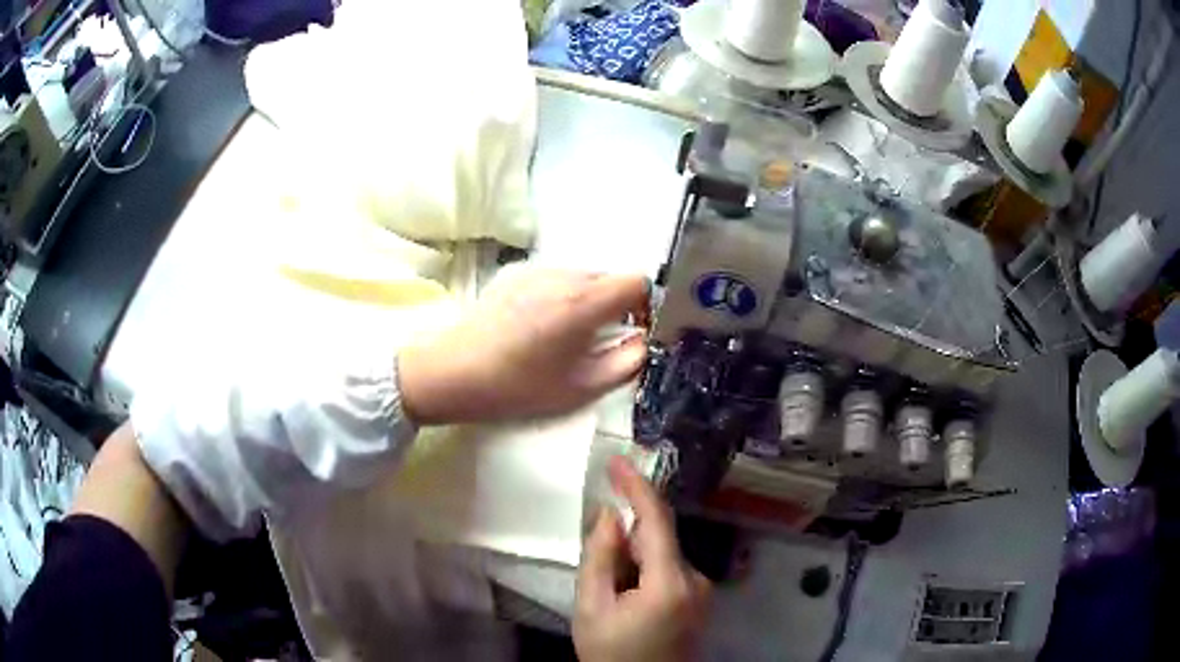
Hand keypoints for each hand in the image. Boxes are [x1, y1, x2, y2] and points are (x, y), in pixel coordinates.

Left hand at [398, 268, 648, 423]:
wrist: (453, 372)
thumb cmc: (518, 386)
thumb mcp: (581, 388)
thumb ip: (626, 363)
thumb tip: (642, 342)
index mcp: (584, 302)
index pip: (637, 281)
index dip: (643, 305)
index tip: (631, 330)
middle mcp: (563, 276)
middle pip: (609, 277)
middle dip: (614, 305)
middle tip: (596, 341)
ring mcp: (535, 270)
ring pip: (581, 277)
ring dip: (586, 301)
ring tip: (563, 336)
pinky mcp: (514, 274)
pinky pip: (554, 279)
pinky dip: (560, 296)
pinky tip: (537, 326)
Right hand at [574, 456, 711, 661]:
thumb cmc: (611, 653)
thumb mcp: (591, 609)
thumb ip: (600, 558)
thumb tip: (611, 515)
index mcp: (670, 582)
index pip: (657, 520)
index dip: (636, 486)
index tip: (616, 461)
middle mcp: (697, 580)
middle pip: (660, 538)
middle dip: (627, 538)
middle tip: (599, 568)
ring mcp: (703, 590)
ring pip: (664, 554)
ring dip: (635, 557)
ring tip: (611, 594)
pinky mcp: (700, 599)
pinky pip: (671, 570)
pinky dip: (647, 571)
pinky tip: (628, 599)